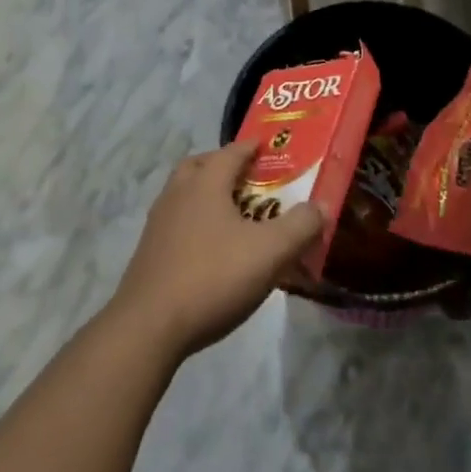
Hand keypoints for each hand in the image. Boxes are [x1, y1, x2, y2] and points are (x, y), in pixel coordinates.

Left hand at [107, 142, 325, 362]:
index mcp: (206, 182)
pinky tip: (209, 247)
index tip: (266, 146)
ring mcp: (158, 222)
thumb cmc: (213, 277)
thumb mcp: (269, 253)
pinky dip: (194, 221)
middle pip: (200, 165)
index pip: (231, 151)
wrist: (149, 326)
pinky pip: (176, 221)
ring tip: (231, 213)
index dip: (251, 147)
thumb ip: (299, 226)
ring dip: (205, 193)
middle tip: (246, 176)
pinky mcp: (149, 251)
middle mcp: (178, 193)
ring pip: (183, 192)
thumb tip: (321, 206)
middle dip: (222, 165)